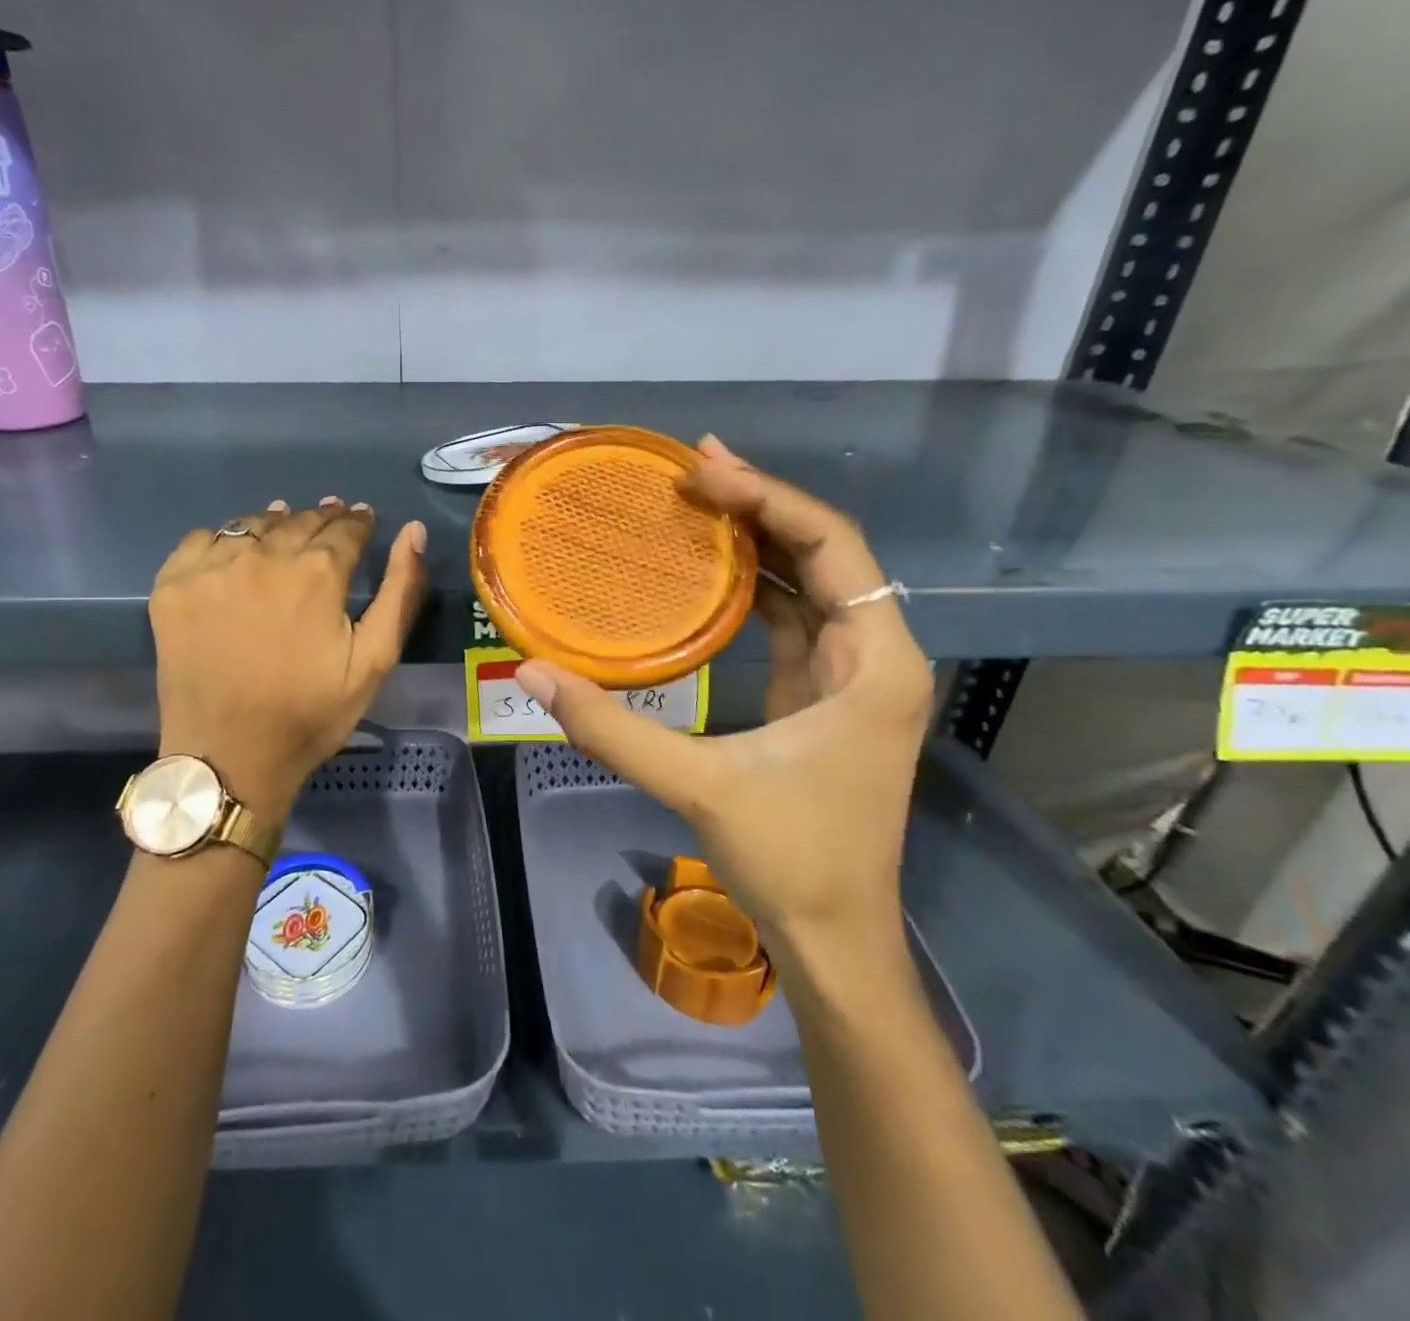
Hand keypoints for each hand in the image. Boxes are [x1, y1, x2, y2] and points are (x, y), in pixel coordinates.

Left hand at [150, 498, 427, 824]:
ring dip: (276, 523)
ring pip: (252, 524)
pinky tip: (233, 554)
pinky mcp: (173, 585)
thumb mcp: (375, 660)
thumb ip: (399, 591)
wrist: (228, 756)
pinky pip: (201, 539)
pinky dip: (223, 538)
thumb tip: (413, 531)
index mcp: (317, 572)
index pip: (345, 528)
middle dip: (322, 518)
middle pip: (299, 520)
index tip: (363, 518)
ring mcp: (212, 568)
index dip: (358, 521)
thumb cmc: (310, 713)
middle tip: (331, 519)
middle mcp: (263, 556)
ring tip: (286, 528)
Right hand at [513, 437, 932, 952]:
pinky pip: (789, 619)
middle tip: (691, 468)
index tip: (704, 474)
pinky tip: (706, 570)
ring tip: (695, 501)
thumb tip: (534, 675)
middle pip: (824, 553)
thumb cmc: (792, 861)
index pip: (832, 547)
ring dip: (756, 540)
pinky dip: (752, 586)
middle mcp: (875, 656)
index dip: (769, 500)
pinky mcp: (820, 696)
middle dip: (761, 505)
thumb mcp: (698, 787)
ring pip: (808, 584)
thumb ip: (612, 729)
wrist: (835, 939)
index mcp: (875, 663)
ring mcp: (849, 676)